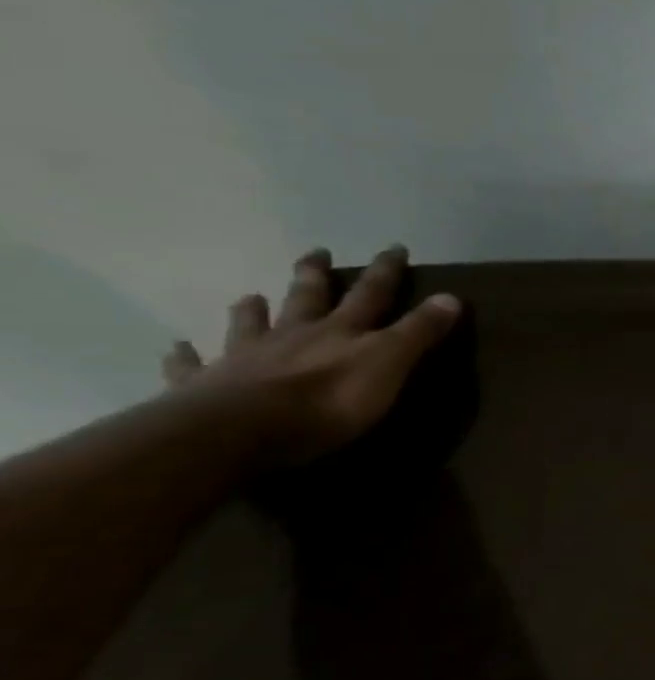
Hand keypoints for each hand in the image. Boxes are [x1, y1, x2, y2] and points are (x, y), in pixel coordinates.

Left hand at [161, 246, 461, 467]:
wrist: (240, 431)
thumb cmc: (328, 401)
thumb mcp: (389, 363)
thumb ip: (418, 332)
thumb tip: (452, 296)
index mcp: (340, 331)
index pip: (371, 294)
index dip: (385, 272)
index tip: (394, 248)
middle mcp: (294, 335)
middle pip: (306, 298)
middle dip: (315, 275)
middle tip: (317, 252)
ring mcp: (246, 358)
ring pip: (250, 326)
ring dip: (253, 310)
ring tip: (250, 296)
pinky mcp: (206, 386)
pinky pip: (193, 367)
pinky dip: (186, 356)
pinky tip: (177, 348)